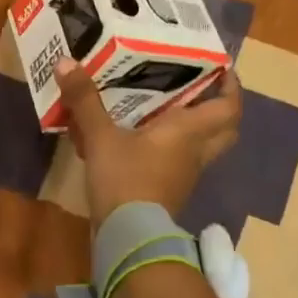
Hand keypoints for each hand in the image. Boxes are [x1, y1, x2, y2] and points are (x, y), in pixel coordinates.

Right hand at [57, 59, 242, 228]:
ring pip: (201, 148)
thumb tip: (66, 62)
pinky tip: (142, 142)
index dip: (231, 86)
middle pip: (224, 129)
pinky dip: (168, 151)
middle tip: (197, 90)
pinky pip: (177, 164)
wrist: (128, 236)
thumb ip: (84, 100)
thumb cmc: (125, 178)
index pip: (229, 106)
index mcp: (189, 131)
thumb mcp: (100, 136)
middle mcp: (195, 152)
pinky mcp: (168, 192)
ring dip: (192, 130)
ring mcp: (184, 176)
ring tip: (165, 109)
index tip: (222, 67)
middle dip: (218, 109)